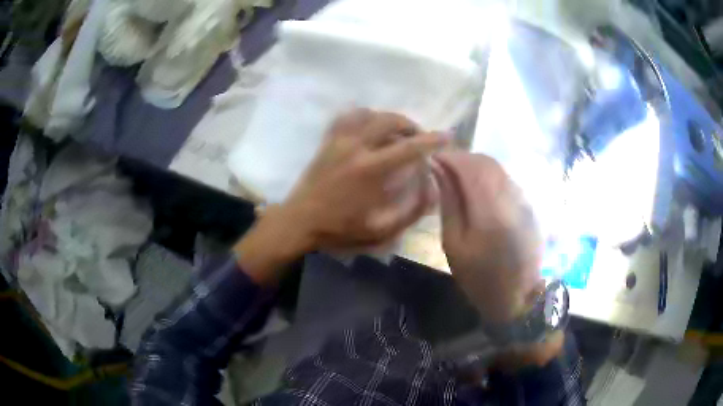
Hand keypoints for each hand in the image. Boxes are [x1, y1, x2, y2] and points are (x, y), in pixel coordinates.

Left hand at [235, 109, 446, 283]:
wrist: (300, 221)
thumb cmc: (339, 228)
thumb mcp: (379, 231)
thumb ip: (409, 212)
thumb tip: (431, 191)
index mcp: (371, 169)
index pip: (409, 148)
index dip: (432, 141)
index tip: (446, 136)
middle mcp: (356, 147)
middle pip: (389, 121)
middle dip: (410, 125)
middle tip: (419, 136)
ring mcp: (338, 141)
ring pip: (369, 114)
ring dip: (388, 118)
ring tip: (397, 130)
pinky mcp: (327, 141)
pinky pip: (346, 117)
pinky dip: (363, 116)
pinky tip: (369, 125)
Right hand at [431, 151, 543, 322]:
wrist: (516, 296)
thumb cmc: (479, 277)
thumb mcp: (453, 244)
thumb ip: (448, 202)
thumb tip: (439, 170)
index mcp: (489, 212)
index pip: (470, 167)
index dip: (450, 157)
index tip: (433, 158)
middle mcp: (511, 199)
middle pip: (486, 162)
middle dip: (463, 157)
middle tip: (444, 166)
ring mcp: (524, 201)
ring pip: (499, 168)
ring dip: (476, 165)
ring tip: (458, 176)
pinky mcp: (529, 206)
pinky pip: (507, 179)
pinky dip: (489, 176)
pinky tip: (479, 188)